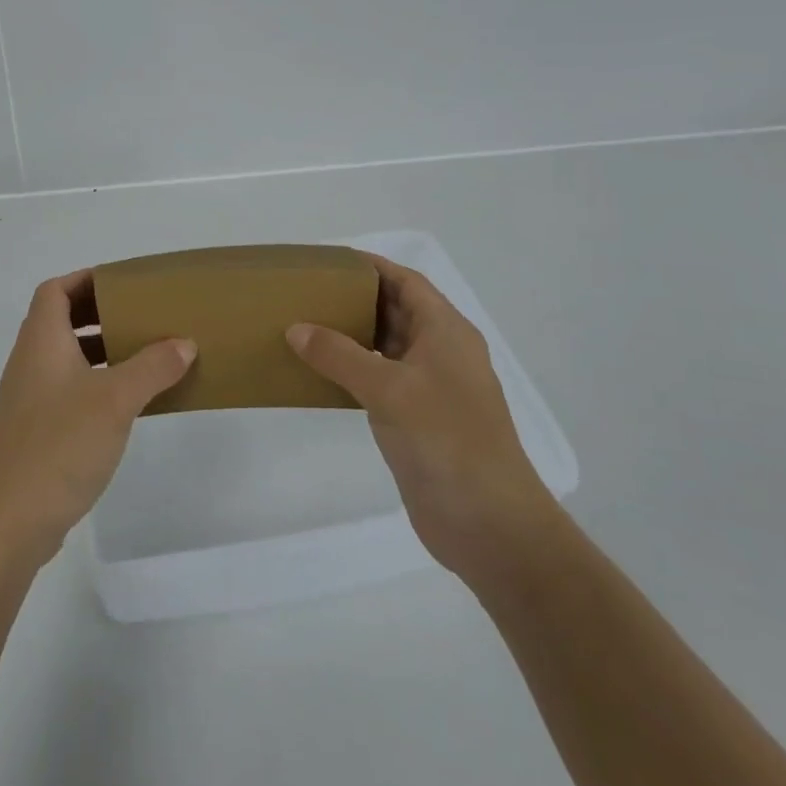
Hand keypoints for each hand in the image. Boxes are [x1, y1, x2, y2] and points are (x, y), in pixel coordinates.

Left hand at [0, 271, 194, 566]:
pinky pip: (67, 392)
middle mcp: (29, 363)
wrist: (7, 522)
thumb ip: (152, 367)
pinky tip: (125, 406)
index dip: (85, 279)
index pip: (54, 290)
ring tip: (142, 357)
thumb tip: (183, 343)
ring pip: (65, 359)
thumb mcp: (115, 400)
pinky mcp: (35, 433)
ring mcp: (29, 400)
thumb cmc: (59, 445)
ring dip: (100, 352)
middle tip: (140, 318)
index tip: (123, 284)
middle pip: (60, 321)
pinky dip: (95, 385)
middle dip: (99, 314)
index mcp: (41, 341)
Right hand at [286, 253, 557, 584]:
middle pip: (395, 310)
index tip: (327, 261)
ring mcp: (431, 387)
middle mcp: (441, 352)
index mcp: (446, 331)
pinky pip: (379, 379)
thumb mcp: (389, 389)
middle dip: (355, 298)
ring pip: (386, 345)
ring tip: (304, 326)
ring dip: (351, 335)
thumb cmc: (446, 440)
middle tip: (307, 292)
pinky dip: (352, 369)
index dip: (370, 266)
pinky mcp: (417, 418)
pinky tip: (319, 373)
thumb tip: (296, 328)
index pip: (406, 282)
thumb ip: (339, 355)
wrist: (489, 524)